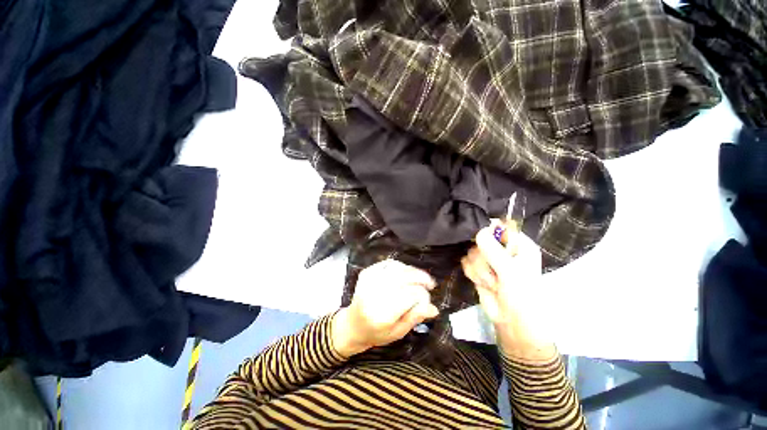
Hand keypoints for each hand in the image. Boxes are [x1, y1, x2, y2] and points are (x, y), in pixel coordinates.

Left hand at [332, 260, 438, 357]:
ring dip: (412, 271)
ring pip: (398, 267)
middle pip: (405, 277)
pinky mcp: (366, 273)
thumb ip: (415, 318)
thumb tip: (433, 308)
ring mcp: (369, 281)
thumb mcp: (398, 332)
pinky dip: (400, 266)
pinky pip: (388, 263)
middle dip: (421, 278)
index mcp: (382, 314)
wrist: (352, 325)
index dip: (424, 296)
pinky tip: (405, 273)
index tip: (427, 302)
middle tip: (430, 284)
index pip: (411, 295)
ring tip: (419, 278)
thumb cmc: (376, 333)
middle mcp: (374, 294)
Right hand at [461, 221, 555, 360]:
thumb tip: (479, 230)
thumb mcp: (510, 271)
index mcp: (518, 244)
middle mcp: (503, 249)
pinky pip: (466, 262)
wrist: (512, 321)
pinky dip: (473, 273)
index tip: (481, 239)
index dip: (489, 230)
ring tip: (492, 282)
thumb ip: (493, 249)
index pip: (500, 226)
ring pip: (471, 251)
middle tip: (495, 271)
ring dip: (479, 269)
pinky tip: (483, 283)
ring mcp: (489, 259)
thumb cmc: (521, 295)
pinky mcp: (478, 268)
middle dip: (484, 257)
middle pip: (480, 238)